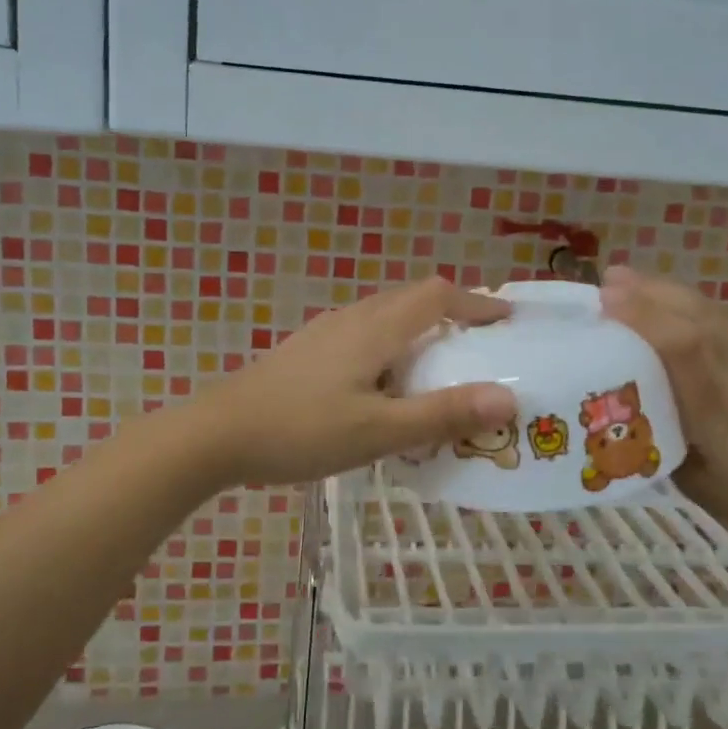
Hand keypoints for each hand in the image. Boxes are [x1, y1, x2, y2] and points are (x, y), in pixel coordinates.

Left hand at [195, 277, 517, 486]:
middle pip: (412, 298)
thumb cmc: (302, 430)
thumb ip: (443, 414)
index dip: (477, 302)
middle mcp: (352, 318)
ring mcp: (325, 333)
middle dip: (453, 313)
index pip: (438, 295)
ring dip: (421, 330)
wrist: (218, 433)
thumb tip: (509, 398)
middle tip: (482, 345)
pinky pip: (365, 334)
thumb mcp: (379, 431)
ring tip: (442, 366)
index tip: (507, 320)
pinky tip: (386, 385)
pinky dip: (393, 346)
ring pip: (386, 316)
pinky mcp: (307, 351)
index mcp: (375, 329)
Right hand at [600, 266, 727, 573]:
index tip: (606, 300)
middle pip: (698, 319)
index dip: (645, 317)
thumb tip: (630, 417)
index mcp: (719, 414)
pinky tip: (673, 314)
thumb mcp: (702, 491)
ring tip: (632, 284)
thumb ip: (663, 447)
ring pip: (713, 320)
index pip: (684, 348)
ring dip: (671, 295)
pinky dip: (691, 312)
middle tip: (608, 278)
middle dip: (652, 293)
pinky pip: (723, 332)